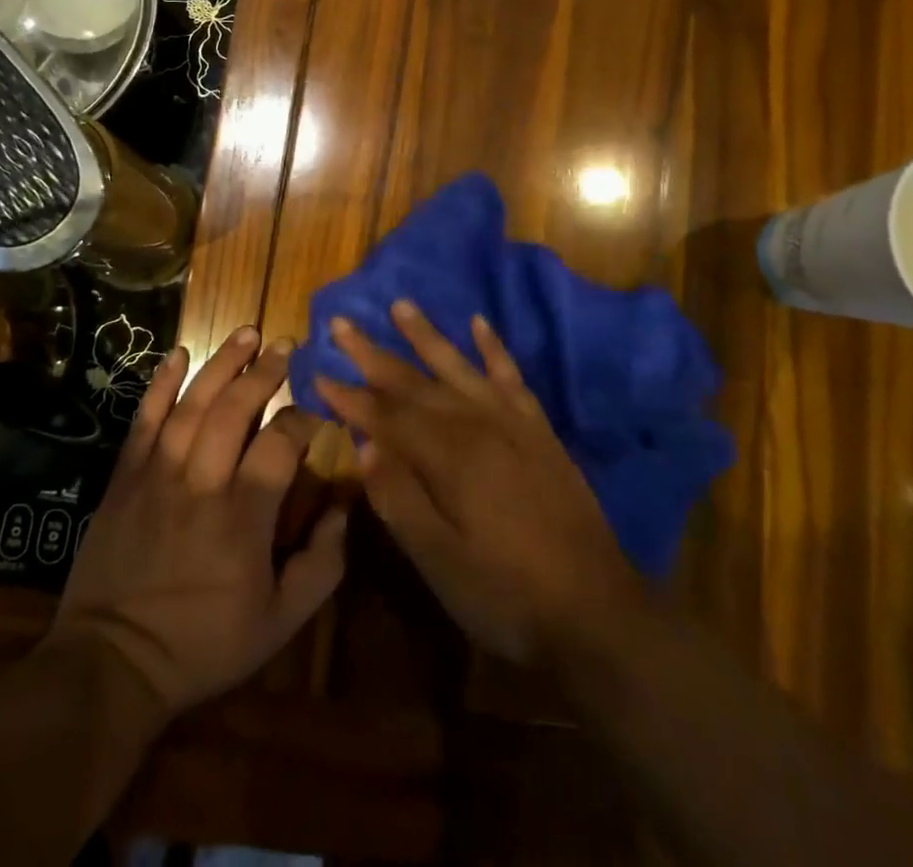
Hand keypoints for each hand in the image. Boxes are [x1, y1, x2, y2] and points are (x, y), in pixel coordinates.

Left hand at [49, 327, 348, 715]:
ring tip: (247, 333)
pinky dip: (160, 384)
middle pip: (235, 410)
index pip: (280, 444)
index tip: (316, 411)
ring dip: (222, 364)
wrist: (112, 664)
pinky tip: (177, 354)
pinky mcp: (125, 478)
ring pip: (193, 404)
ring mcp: (158, 475)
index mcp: (244, 516)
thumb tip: (343, 509)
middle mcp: (202, 483)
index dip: (302, 419)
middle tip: (285, 345)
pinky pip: (145, 420)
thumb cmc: (203, 644)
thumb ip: (322, 565)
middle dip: (264, 372)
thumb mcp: (280, 622)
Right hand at [315, 301, 648, 667]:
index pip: (386, 417)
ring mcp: (512, 422)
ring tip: (400, 304)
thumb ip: (400, 500)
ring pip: (459, 367)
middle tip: (342, 322)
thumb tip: (363, 447)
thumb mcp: (441, 562)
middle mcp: (477, 425)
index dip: (349, 397)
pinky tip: (480, 323)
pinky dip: (494, 348)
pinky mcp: (538, 429)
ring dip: (427, 336)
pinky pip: (512, 376)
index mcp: (449, 458)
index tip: (317, 372)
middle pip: (415, 383)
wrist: (595, 608)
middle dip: (374, 354)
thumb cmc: (506, 594)